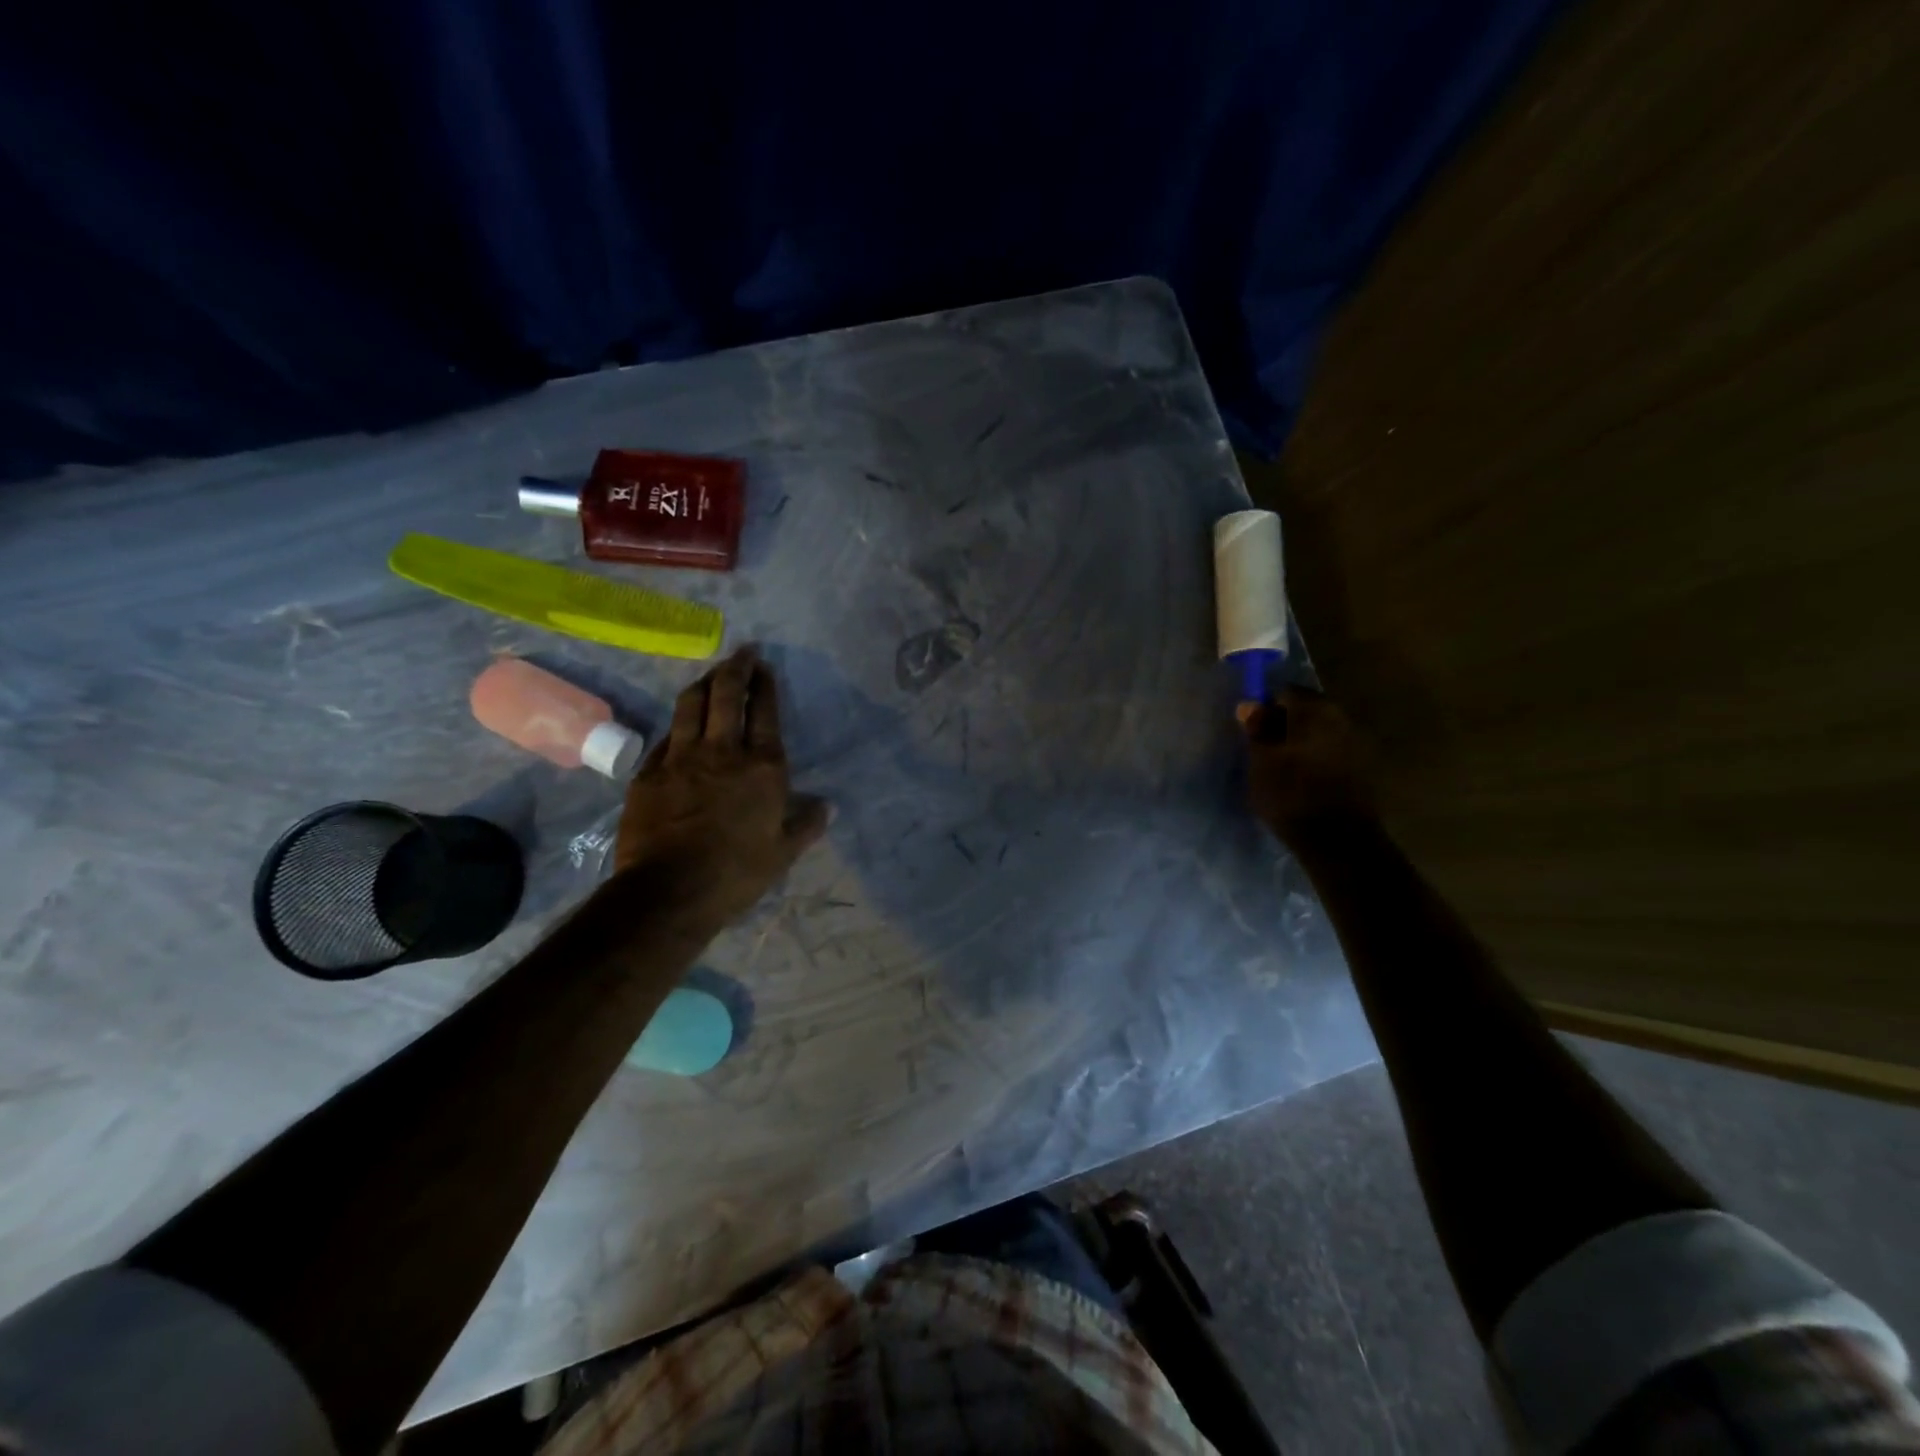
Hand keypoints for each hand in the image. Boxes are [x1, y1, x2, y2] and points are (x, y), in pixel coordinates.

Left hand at [613, 648, 829, 931]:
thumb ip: (807, 824)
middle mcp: (723, 752)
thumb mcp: (784, 853)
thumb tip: (827, 806)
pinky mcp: (650, 772)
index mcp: (763, 767)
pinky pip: (666, 736)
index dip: (765, 685)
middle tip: (742, 653)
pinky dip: (678, 722)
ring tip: (711, 674)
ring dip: (703, 683)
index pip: (765, 713)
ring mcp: (682, 758)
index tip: (764, 667)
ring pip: (691, 705)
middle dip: (736, 668)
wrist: (669, 891)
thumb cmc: (736, 873)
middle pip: (727, 695)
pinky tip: (681, 722)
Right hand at [1242, 687, 1377, 845]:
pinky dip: (1317, 759)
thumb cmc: (1291, 794)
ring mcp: (1358, 744)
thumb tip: (1250, 705)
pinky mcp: (1364, 770)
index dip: (1265, 708)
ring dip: (1303, 743)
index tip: (1252, 730)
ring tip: (1282, 767)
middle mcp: (1342, 718)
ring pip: (1322, 733)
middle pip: (1307, 711)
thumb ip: (1256, 729)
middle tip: (1264, 749)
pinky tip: (1303, 780)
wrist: (1338, 840)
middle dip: (1285, 724)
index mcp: (1315, 710)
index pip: (1285, 692)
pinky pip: (1333, 753)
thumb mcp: (1261, 761)